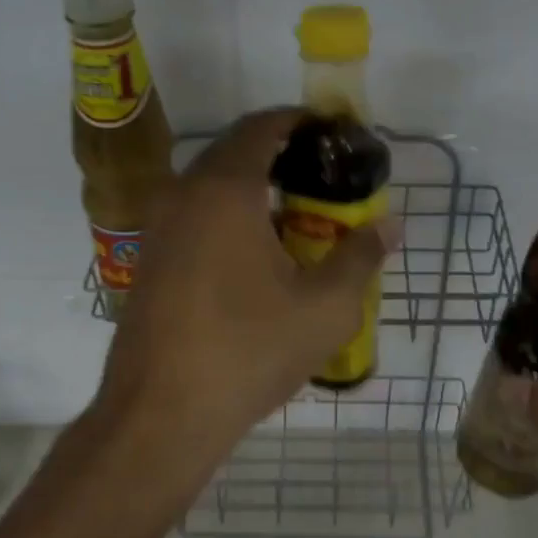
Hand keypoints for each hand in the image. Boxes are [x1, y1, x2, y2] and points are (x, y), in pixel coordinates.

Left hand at [92, 108, 400, 493]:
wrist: (160, 415)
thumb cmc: (248, 351)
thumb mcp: (325, 308)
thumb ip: (360, 256)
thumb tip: (388, 226)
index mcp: (225, 190)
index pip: (262, 126)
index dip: (301, 121)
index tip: (335, 134)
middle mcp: (183, 194)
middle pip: (236, 152)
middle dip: (283, 157)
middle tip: (327, 181)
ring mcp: (158, 228)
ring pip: (213, 187)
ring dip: (256, 190)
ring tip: (301, 220)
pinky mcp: (149, 260)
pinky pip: (195, 216)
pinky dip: (230, 217)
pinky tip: (258, 258)